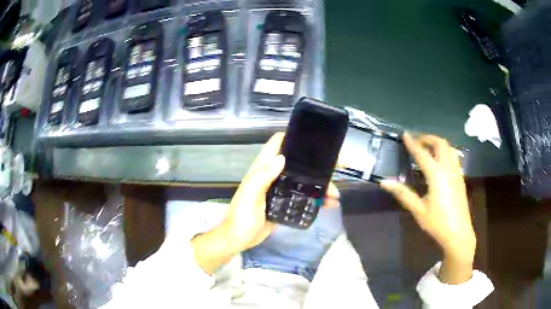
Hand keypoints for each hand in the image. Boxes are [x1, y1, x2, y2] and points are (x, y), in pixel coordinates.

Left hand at [192, 133, 339, 274]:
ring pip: (304, 181)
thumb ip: (262, 177)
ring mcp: (281, 190)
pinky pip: (304, 197)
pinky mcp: (286, 204)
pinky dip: (317, 199)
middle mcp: (273, 176)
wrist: (240, 239)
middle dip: (316, 164)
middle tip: (336, 166)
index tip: (313, 139)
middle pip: (297, 163)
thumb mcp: (250, 195)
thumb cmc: (242, 216)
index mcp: (263, 169)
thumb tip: (282, 158)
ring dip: (320, 185)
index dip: (293, 138)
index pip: (277, 145)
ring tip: (336, 194)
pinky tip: (329, 204)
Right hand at [380, 133, 475, 283]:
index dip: (413, 143)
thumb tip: (384, 182)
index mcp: (436, 176)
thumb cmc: (437, 223)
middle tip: (417, 141)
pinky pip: (453, 156)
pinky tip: (439, 161)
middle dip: (428, 138)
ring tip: (428, 148)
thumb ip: (403, 194)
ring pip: (449, 148)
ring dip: (438, 143)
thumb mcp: (418, 210)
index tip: (405, 134)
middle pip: (440, 144)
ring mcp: (457, 172)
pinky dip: (445, 151)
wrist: (458, 233)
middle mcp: (448, 169)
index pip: (422, 154)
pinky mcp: (461, 178)